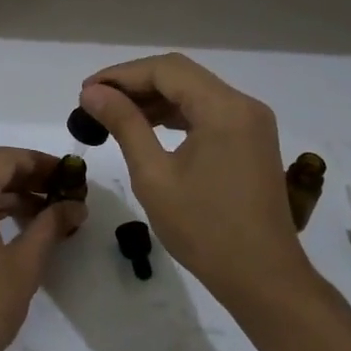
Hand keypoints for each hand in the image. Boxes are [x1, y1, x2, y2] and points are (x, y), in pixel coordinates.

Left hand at [0, 148, 85, 350]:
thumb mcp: (25, 265)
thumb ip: (50, 227)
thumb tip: (75, 206)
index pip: (5, 158)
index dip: (38, 161)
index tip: (65, 173)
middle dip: (23, 176)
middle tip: (56, 191)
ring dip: (3, 194)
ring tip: (39, 212)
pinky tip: (7, 228)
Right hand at [78, 54, 313, 305]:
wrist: (263, 280)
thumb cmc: (204, 229)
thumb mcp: (154, 175)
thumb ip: (124, 125)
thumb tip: (93, 93)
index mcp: (224, 109)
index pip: (165, 70)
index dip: (121, 75)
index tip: (87, 92)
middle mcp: (243, 105)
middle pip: (181, 75)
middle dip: (135, 83)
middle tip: (95, 101)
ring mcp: (251, 123)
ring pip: (194, 91)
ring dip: (153, 97)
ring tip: (113, 113)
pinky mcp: (251, 141)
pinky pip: (207, 111)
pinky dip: (175, 113)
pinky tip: (147, 127)